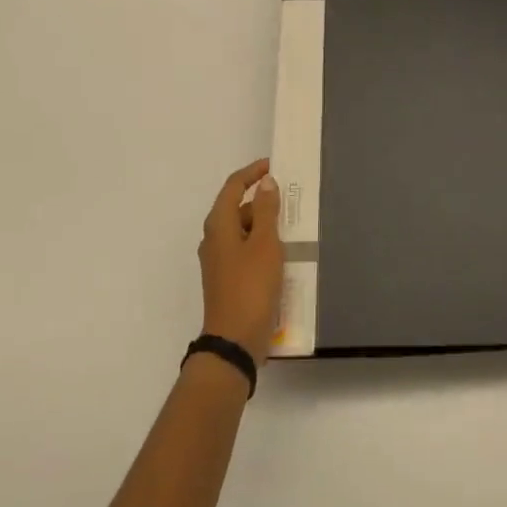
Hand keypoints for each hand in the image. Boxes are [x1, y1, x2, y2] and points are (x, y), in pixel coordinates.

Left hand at [197, 159, 283, 367]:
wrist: (235, 340)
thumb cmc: (250, 286)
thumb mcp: (264, 244)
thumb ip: (265, 211)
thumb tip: (265, 183)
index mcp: (218, 225)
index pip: (232, 187)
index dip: (252, 173)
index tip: (273, 165)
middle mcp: (214, 239)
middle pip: (236, 208)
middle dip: (261, 199)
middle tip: (290, 198)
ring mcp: (219, 261)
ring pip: (242, 231)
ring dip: (263, 224)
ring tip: (292, 226)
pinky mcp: (228, 279)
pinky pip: (245, 251)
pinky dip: (262, 244)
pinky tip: (282, 254)